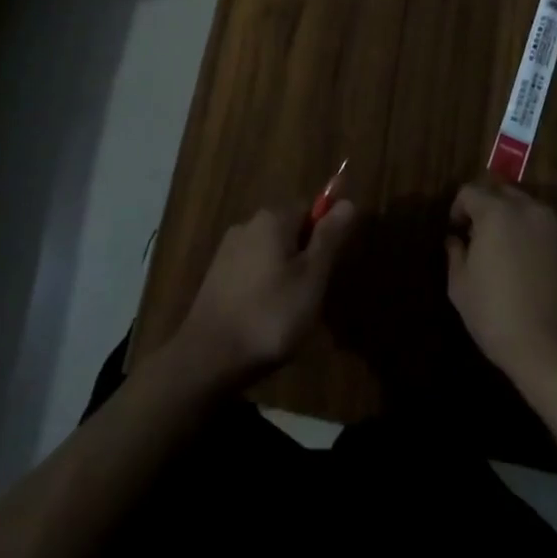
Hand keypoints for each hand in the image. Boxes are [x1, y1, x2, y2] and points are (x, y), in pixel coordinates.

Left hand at [168, 199, 355, 390]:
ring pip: (269, 252)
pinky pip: (250, 271)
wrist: (209, 356)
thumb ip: (329, 238)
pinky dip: (262, 287)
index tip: (325, 270)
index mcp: (273, 218)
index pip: (309, 209)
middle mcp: (248, 224)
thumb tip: (347, 201)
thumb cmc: (270, 315)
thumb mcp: (311, 278)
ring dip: (282, 274)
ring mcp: (228, 250)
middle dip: (303, 257)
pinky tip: (263, 317)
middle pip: (288, 230)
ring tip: (287, 313)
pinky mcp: (215, 275)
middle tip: (310, 296)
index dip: (323, 236)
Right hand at [446, 176, 556, 389]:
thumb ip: (455, 254)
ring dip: (517, 223)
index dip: (459, 208)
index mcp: (496, 212)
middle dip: (489, 209)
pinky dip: (541, 242)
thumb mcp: (460, 287)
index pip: (471, 191)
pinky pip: (553, 234)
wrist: (555, 352)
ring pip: (532, 211)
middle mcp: (530, 210)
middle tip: (482, 238)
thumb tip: (455, 240)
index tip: (457, 230)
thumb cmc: (497, 316)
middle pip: (504, 193)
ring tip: (512, 253)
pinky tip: (537, 271)